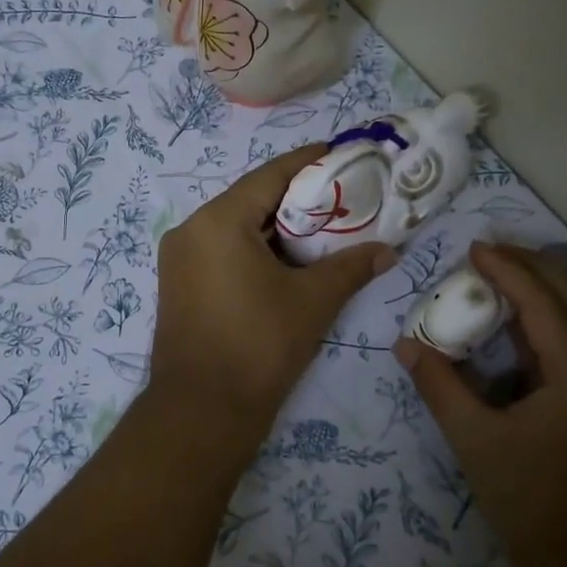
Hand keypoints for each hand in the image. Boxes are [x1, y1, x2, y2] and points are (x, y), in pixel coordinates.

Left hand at [151, 144, 394, 444]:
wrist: (201, 411)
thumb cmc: (259, 346)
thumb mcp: (312, 301)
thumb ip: (351, 268)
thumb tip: (388, 252)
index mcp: (218, 221)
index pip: (270, 175)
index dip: (308, 162)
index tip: (342, 154)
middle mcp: (190, 230)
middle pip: (251, 200)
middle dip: (296, 199)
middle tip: (341, 199)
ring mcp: (178, 259)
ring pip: (235, 227)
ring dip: (276, 227)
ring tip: (322, 230)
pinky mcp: (178, 285)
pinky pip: (221, 251)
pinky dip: (254, 249)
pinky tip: (286, 262)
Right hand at [395, 242, 566, 565]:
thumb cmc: (530, 502)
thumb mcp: (474, 440)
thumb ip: (440, 387)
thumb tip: (406, 345)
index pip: (542, 302)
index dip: (507, 269)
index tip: (473, 248)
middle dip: (533, 269)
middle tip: (489, 253)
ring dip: (547, 294)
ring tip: (505, 278)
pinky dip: (553, 326)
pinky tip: (523, 331)